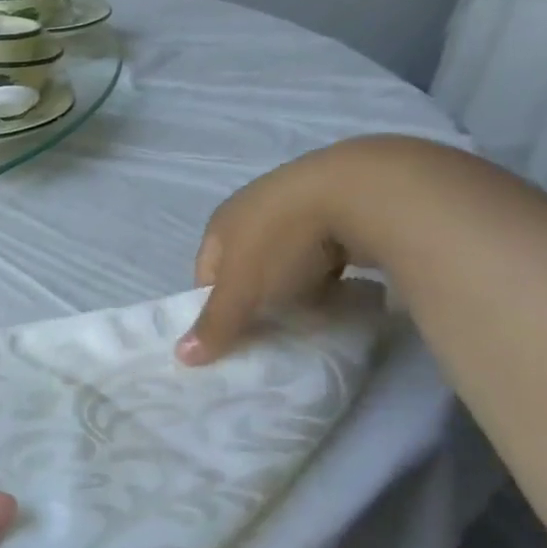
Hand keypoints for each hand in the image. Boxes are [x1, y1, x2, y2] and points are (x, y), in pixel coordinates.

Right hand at [176, 139, 380, 365]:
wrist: (364, 191)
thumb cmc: (282, 241)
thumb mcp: (242, 290)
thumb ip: (215, 324)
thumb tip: (181, 356)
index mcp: (221, 222)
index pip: (206, 275)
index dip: (216, 308)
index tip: (236, 336)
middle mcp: (254, 207)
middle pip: (247, 266)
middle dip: (258, 298)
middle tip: (274, 328)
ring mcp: (301, 202)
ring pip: (288, 257)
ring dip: (297, 284)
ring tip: (314, 311)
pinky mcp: (345, 204)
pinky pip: (327, 248)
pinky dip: (331, 270)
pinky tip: (346, 288)